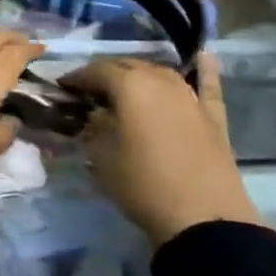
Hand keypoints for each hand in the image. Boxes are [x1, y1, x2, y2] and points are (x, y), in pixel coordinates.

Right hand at [63, 55, 265, 245]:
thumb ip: (94, 127)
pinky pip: (207, 85)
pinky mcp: (213, 116)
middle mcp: (160, 80)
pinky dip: (205, 70)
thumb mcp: (101, 156)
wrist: (204, 218)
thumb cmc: (143, 184)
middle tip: (89, 93)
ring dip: (140, 76)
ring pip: (160, 73)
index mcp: (129, 85)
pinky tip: (204, 57)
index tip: (62, 88)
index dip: (76, 78)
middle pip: (127, 66)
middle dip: (106, 75)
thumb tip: (93, 115)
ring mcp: (190, 96)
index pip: (95, 71)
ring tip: (126, 88)